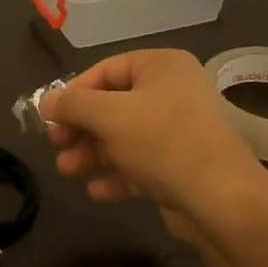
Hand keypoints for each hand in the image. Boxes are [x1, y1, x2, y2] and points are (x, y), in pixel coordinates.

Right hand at [41, 50, 267, 226]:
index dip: (74, 92)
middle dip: (80, 127)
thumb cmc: (162, 142)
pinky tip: (96, 190)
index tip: (49, 116)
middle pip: (113, 105)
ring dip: (92, 153)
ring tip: (67, 170)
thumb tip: (46, 101)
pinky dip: (117, 173)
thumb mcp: (109, 116)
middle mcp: (173, 92)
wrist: (221, 199)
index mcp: (162, 67)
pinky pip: (140, 163)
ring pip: (124, 137)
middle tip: (54, 144)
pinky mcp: (180, 165)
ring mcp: (179, 130)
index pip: (106, 70)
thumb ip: (72, 104)